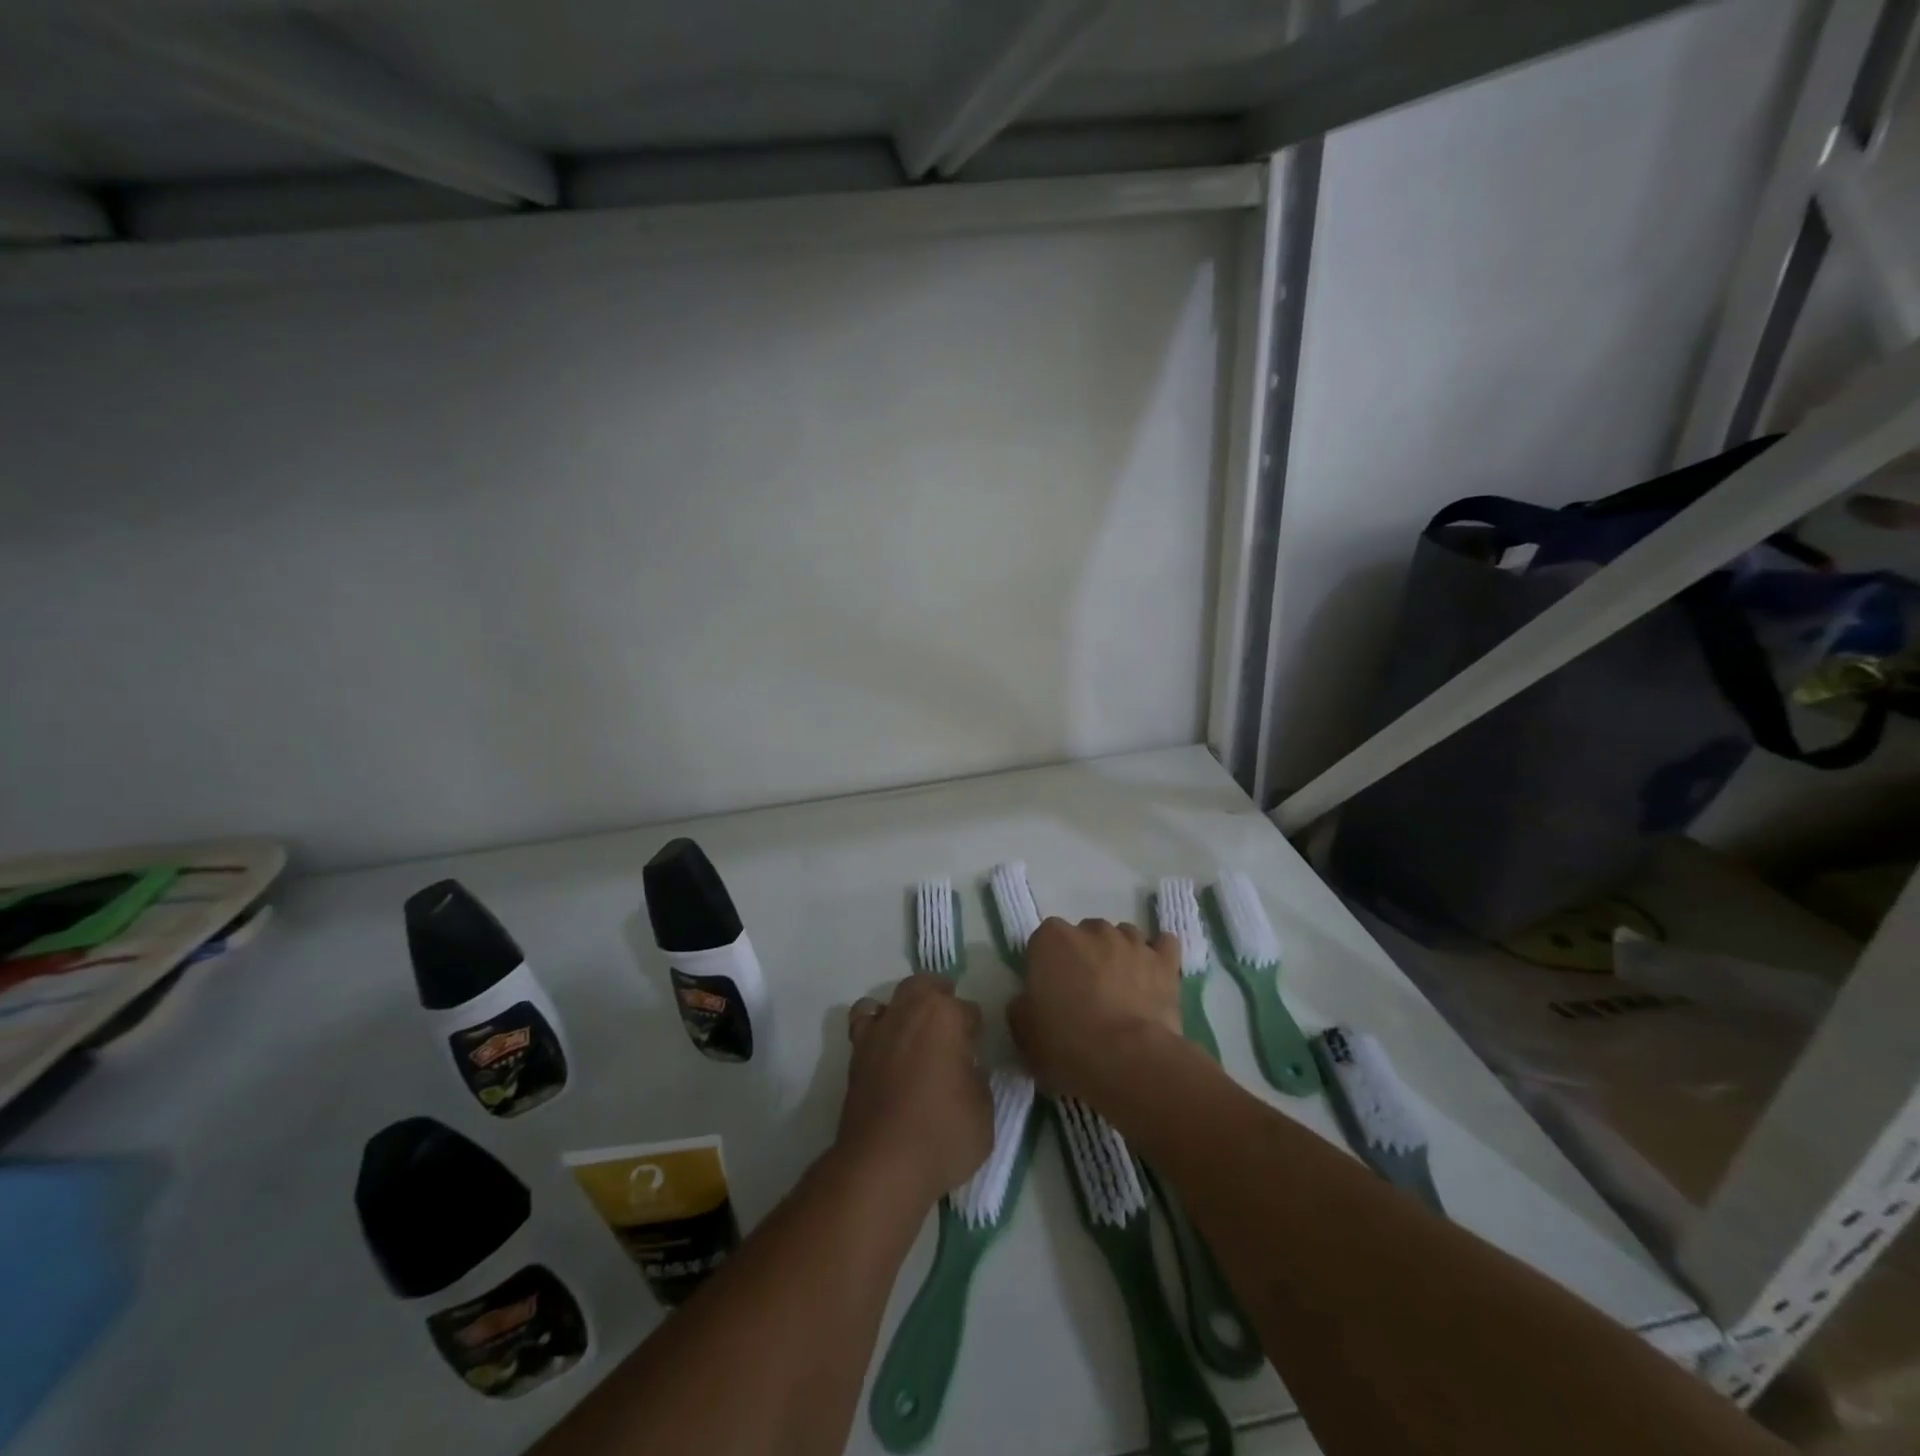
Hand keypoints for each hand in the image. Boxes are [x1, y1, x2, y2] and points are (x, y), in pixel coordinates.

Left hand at [839, 974, 992, 1205]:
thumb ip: (978, 1080)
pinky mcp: (856, 1049)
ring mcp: (880, 1027)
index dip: (975, 1033)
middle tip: (951, 1031)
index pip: (970, 1011)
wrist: (882, 1164)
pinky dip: (876, 1024)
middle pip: (928, 986)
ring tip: (917, 1034)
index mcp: (948, 1016)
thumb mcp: (984, 1112)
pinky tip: (885, 1045)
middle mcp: (911, 1010)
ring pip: (896, 997)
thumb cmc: (943, 1135)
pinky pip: (865, 1019)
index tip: (976, 1054)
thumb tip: (969, 1070)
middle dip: (942, 999)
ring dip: (909, 1007)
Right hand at [1009, 918, 1182, 1102]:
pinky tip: (1154, 973)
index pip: (1043, 940)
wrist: (1128, 1060)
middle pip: (1084, 934)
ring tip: (1120, 988)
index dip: (1046, 965)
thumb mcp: (1024, 1033)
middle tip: (1084, 993)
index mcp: (1051, 940)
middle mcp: (1092, 930)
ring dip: (1118, 955)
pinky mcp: (1164, 961)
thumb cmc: (1067, 1043)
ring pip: (1122, 936)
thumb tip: (1030, 1001)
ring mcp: (1131, 942)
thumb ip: (1022, 1006)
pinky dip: (1158, 956)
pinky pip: (1163, 945)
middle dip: (1083, 956)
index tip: (1049, 992)